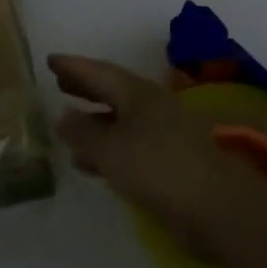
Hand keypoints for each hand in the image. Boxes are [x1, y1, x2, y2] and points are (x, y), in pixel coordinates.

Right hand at [50, 54, 266, 262]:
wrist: (216, 207)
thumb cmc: (158, 167)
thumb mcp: (110, 150)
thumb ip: (83, 133)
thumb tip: (63, 115)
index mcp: (138, 93)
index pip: (99, 72)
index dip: (74, 66)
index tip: (50, 60)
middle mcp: (152, 106)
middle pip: (112, 91)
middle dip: (85, 87)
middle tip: (59, 83)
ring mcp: (163, 133)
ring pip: (121, 119)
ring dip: (95, 120)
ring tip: (68, 124)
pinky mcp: (169, 161)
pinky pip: (129, 145)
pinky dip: (107, 147)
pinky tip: (92, 163)